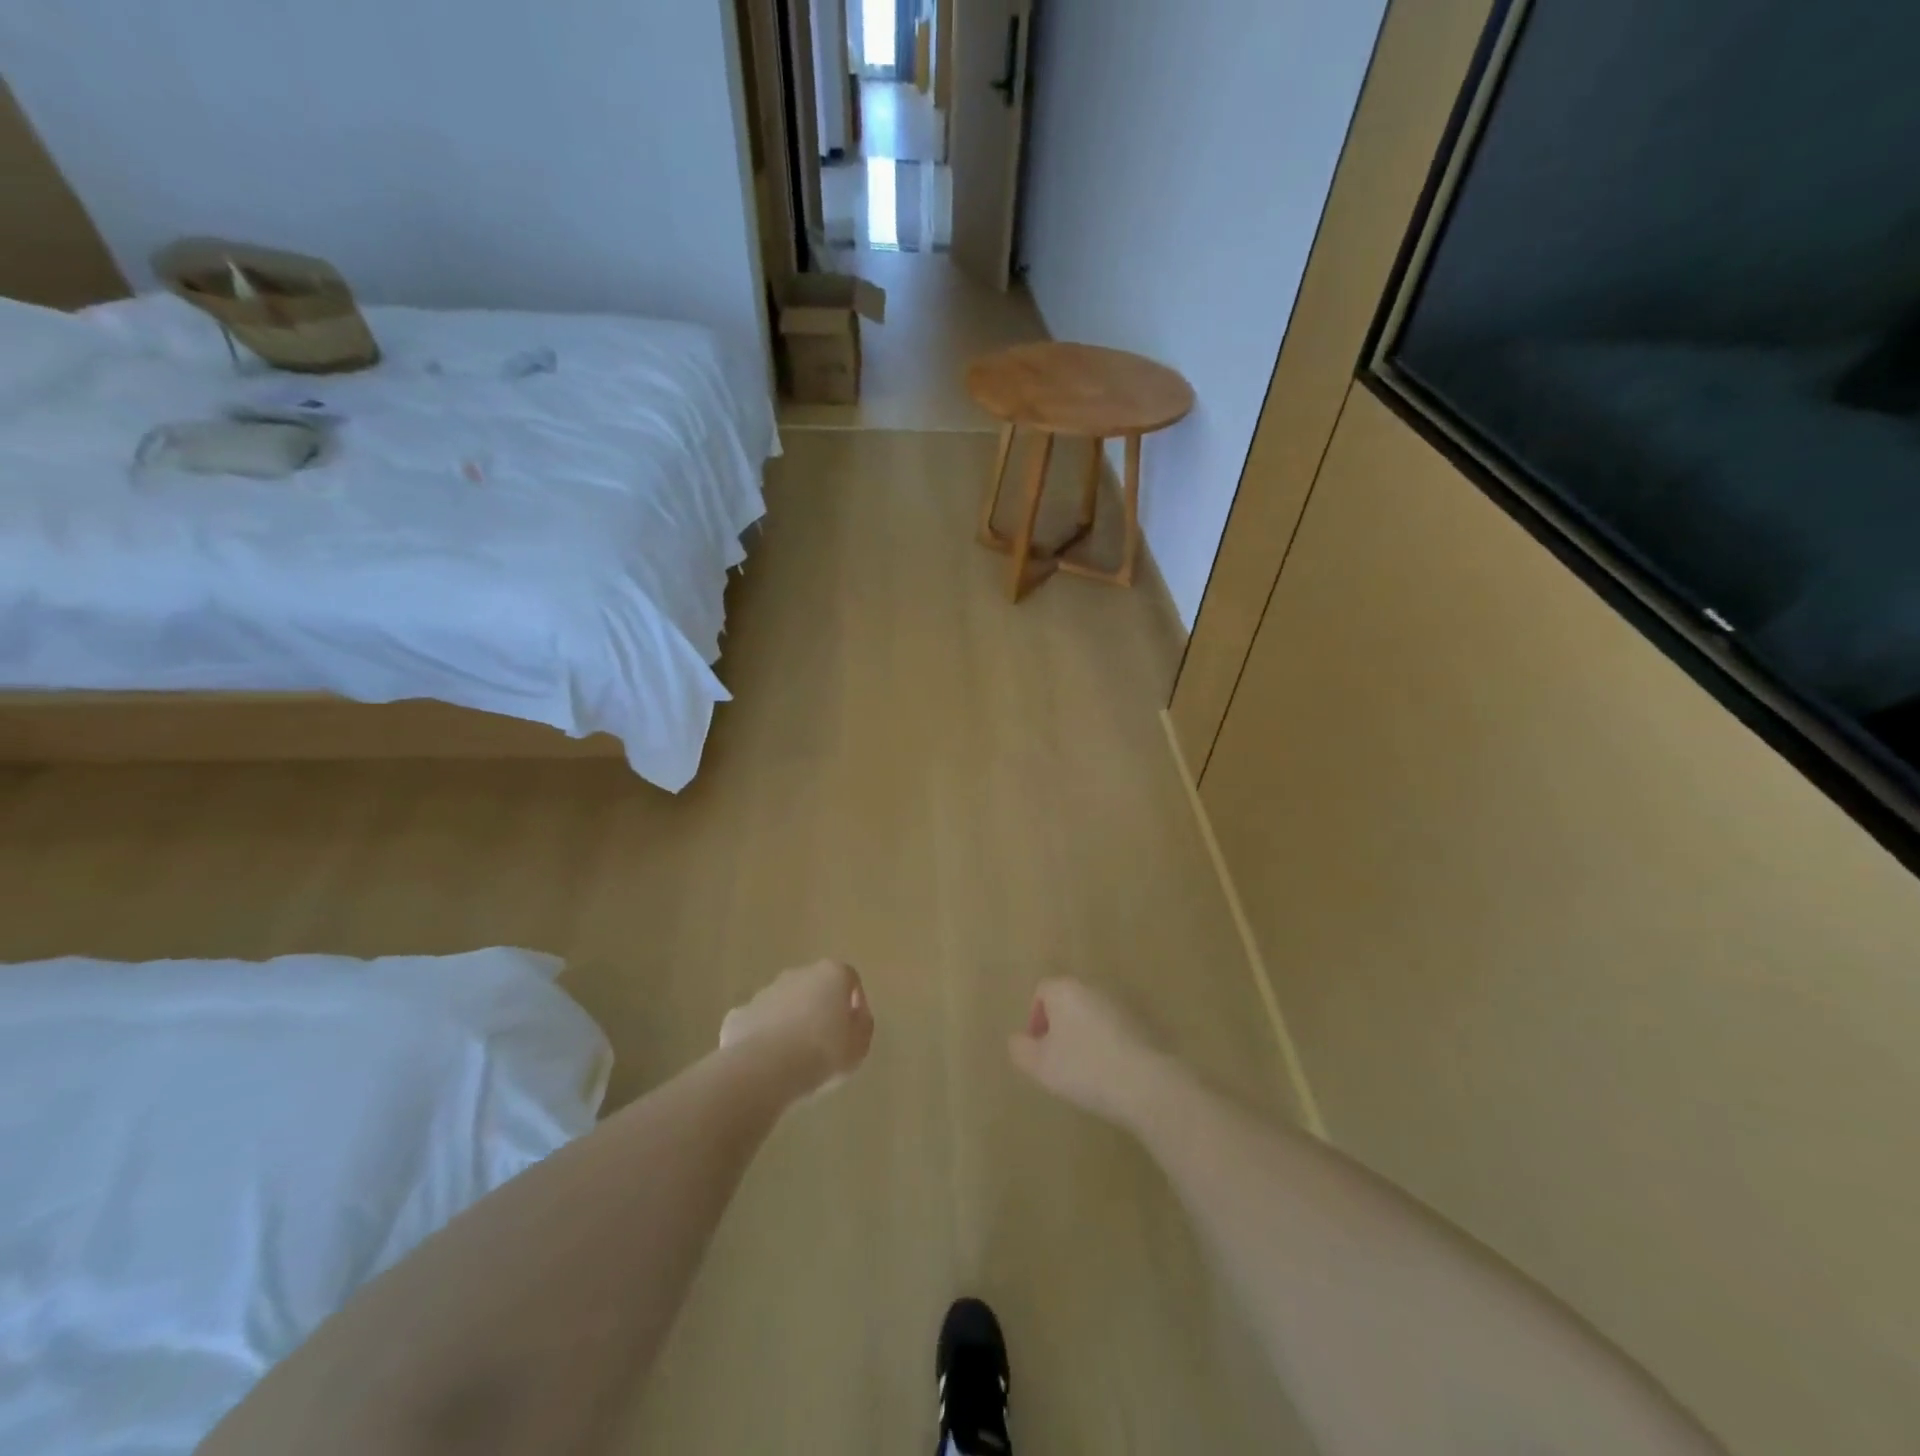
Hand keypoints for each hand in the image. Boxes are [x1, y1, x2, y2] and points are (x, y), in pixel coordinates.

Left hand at [721, 959, 874, 1095]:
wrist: (764, 1069)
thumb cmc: (822, 1053)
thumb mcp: (859, 1046)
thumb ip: (862, 1026)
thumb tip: (856, 1016)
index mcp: (831, 974)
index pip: (849, 978)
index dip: (855, 1001)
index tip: (853, 1028)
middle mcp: (797, 974)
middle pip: (814, 987)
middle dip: (819, 1009)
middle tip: (824, 1043)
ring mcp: (764, 992)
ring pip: (783, 1003)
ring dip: (790, 1022)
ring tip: (794, 1057)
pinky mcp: (739, 1015)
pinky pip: (757, 1023)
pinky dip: (762, 1037)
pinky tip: (766, 1063)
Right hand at [1008, 978, 1170, 1128]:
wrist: (1143, 1083)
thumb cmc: (1083, 1068)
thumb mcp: (1039, 1065)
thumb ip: (1021, 1049)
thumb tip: (1019, 1040)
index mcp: (1064, 990)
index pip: (1042, 992)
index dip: (1035, 1019)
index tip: (1039, 1049)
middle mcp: (1092, 988)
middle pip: (1067, 1002)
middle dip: (1059, 1028)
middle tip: (1058, 1060)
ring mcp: (1119, 1004)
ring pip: (1090, 1016)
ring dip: (1083, 1037)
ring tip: (1083, 1071)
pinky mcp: (1141, 1024)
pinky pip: (1112, 1030)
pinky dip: (1105, 1046)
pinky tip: (1107, 1073)